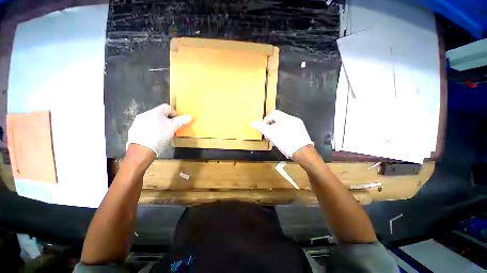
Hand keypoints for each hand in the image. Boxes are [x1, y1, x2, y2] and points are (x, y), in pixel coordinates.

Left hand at [126, 104, 190, 155]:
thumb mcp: (173, 128)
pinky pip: (146, 127)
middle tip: (172, 129)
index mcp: (156, 111)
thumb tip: (189, 116)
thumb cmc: (160, 136)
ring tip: (163, 134)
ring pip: (153, 120)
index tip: (178, 122)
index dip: (174, 113)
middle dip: (167, 120)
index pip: (167, 107)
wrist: (141, 150)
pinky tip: (154, 138)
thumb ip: (181, 121)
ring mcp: (138, 122)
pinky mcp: (134, 130)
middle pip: (160, 114)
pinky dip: (152, 130)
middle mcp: (145, 114)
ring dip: (159, 125)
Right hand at [252, 110, 312, 157]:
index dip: (266, 119)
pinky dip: (284, 132)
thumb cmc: (285, 142)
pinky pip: (289, 129)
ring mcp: (298, 125)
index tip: (263, 128)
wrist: (303, 153)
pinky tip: (283, 140)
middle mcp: (293, 119)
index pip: (273, 113)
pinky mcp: (301, 131)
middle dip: (271, 126)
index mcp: (286, 118)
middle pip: (278, 119)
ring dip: (277, 129)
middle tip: (268, 134)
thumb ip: (261, 127)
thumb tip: (252, 123)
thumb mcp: (271, 134)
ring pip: (284, 124)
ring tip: (275, 138)